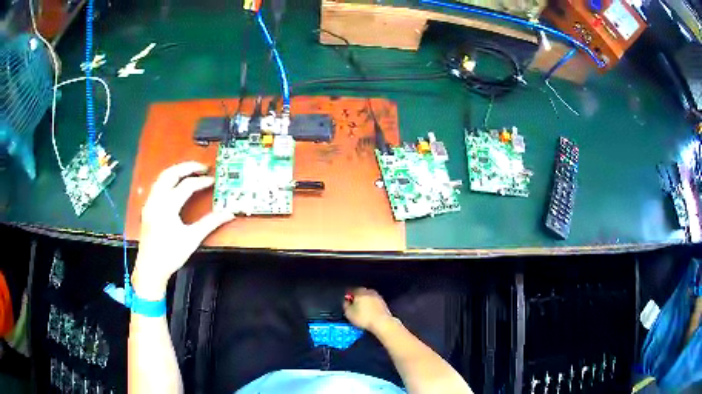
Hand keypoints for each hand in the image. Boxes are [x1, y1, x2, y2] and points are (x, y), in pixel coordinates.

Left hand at [132, 162, 233, 299]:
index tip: (213, 180)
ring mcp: (150, 203)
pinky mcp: (147, 207)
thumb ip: (210, 223)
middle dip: (187, 167)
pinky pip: (157, 185)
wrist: (150, 268)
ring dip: (176, 171)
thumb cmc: (170, 254)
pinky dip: (168, 179)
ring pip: (161, 177)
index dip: (201, 181)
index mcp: (167, 206)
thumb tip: (228, 213)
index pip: (186, 186)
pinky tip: (176, 184)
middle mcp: (156, 200)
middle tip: (202, 167)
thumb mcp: (192, 239)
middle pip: (171, 173)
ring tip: (190, 171)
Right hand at [343, 287, 393, 332]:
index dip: (348, 296)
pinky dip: (371, 306)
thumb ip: (345, 305)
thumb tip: (346, 302)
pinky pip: (374, 303)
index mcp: (360, 292)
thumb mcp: (349, 313)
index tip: (347, 301)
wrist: (381, 323)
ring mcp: (377, 297)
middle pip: (361, 293)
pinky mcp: (383, 304)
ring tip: (362, 311)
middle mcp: (369, 292)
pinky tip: (369, 313)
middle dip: (357, 298)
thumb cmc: (365, 318)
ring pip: (368, 297)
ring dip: (365, 302)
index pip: (352, 290)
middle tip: (354, 306)